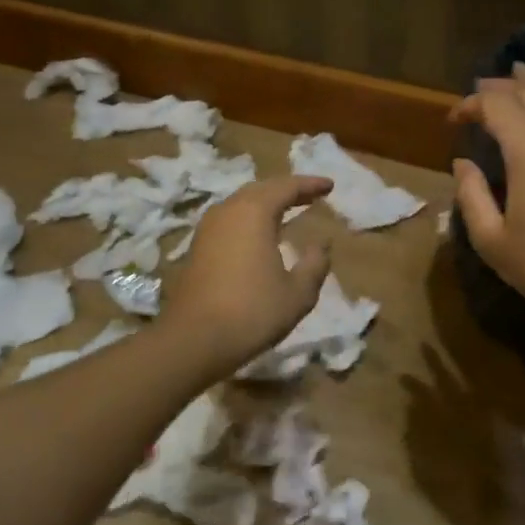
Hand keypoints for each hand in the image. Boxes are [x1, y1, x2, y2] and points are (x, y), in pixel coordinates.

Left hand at [159, 175, 332, 371]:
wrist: (194, 340)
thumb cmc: (253, 312)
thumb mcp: (298, 293)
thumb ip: (315, 264)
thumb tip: (321, 244)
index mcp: (254, 213)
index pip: (286, 187)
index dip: (310, 185)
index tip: (330, 186)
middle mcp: (228, 211)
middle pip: (261, 189)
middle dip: (287, 190)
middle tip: (310, 195)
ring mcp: (208, 228)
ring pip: (241, 203)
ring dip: (266, 203)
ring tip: (287, 210)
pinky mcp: (197, 247)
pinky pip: (229, 220)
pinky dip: (249, 218)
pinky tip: (259, 234)